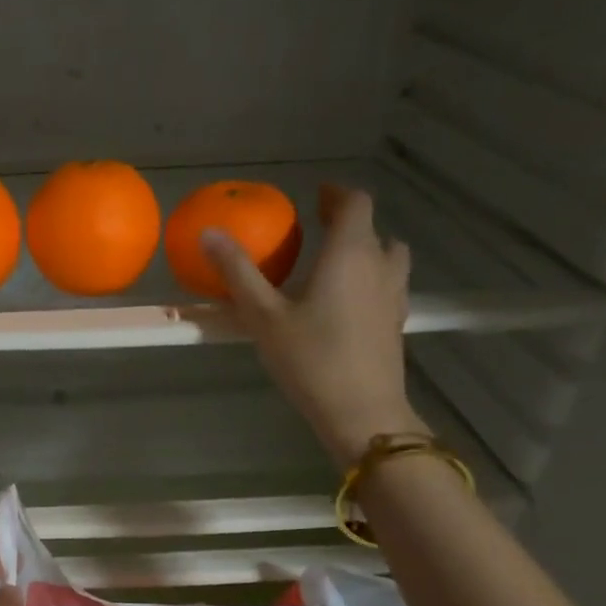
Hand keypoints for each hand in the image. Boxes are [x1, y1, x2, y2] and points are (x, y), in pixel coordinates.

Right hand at [202, 184, 423, 464]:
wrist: (361, 412)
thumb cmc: (310, 359)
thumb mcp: (263, 316)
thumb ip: (238, 272)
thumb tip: (209, 233)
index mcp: (350, 253)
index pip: (355, 203)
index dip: (336, 194)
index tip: (315, 197)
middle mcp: (380, 265)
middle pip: (372, 228)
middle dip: (345, 221)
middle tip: (316, 229)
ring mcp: (394, 295)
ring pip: (388, 255)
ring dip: (365, 248)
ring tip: (334, 263)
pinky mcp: (396, 322)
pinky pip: (388, 283)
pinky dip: (370, 278)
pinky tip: (345, 302)